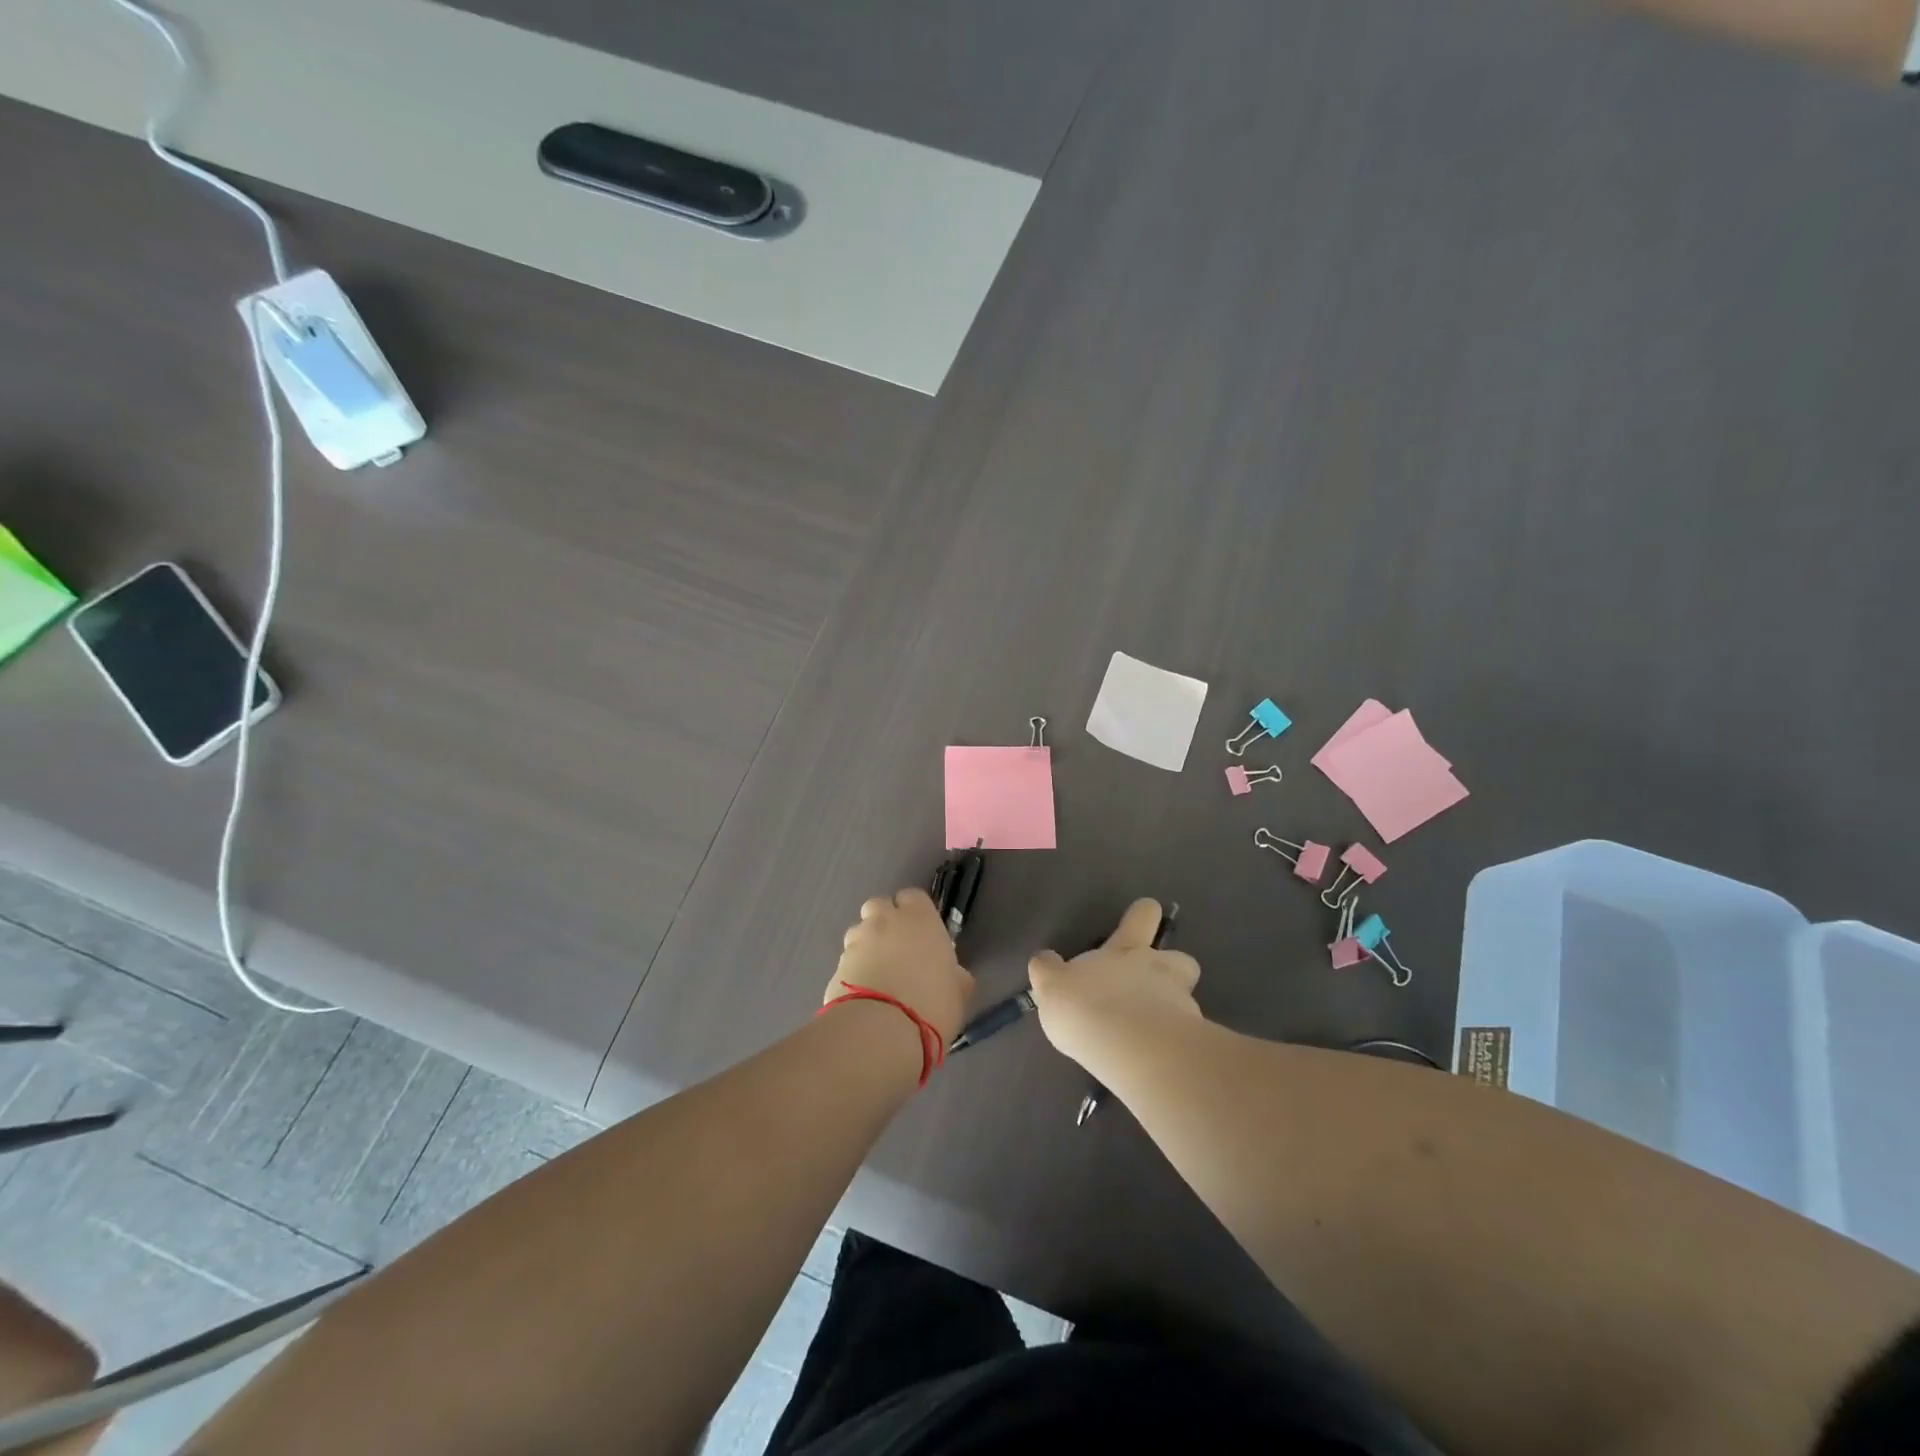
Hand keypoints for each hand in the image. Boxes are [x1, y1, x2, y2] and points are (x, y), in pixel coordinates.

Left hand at [826, 889, 974, 1044]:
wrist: (882, 1030)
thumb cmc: (932, 1003)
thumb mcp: (957, 991)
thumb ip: (954, 975)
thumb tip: (954, 975)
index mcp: (920, 918)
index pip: (913, 897)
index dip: (915, 912)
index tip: (920, 933)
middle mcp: (885, 920)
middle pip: (879, 907)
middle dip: (884, 922)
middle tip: (896, 950)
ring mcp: (857, 941)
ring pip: (859, 932)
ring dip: (866, 946)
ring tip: (876, 975)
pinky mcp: (835, 965)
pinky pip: (847, 961)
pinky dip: (853, 972)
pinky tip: (862, 995)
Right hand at [1028, 898, 1201, 1070]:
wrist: (1127, 1046)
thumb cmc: (1085, 1005)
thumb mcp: (1052, 985)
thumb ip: (1049, 971)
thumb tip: (1044, 960)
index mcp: (1126, 950)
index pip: (1142, 916)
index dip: (1143, 915)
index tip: (1142, 919)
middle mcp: (1158, 970)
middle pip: (1181, 959)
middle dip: (1173, 967)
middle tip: (1155, 986)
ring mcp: (1181, 1004)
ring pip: (1188, 999)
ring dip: (1176, 1009)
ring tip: (1154, 1032)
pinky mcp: (1190, 1041)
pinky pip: (1187, 1038)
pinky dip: (1175, 1044)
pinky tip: (1156, 1060)